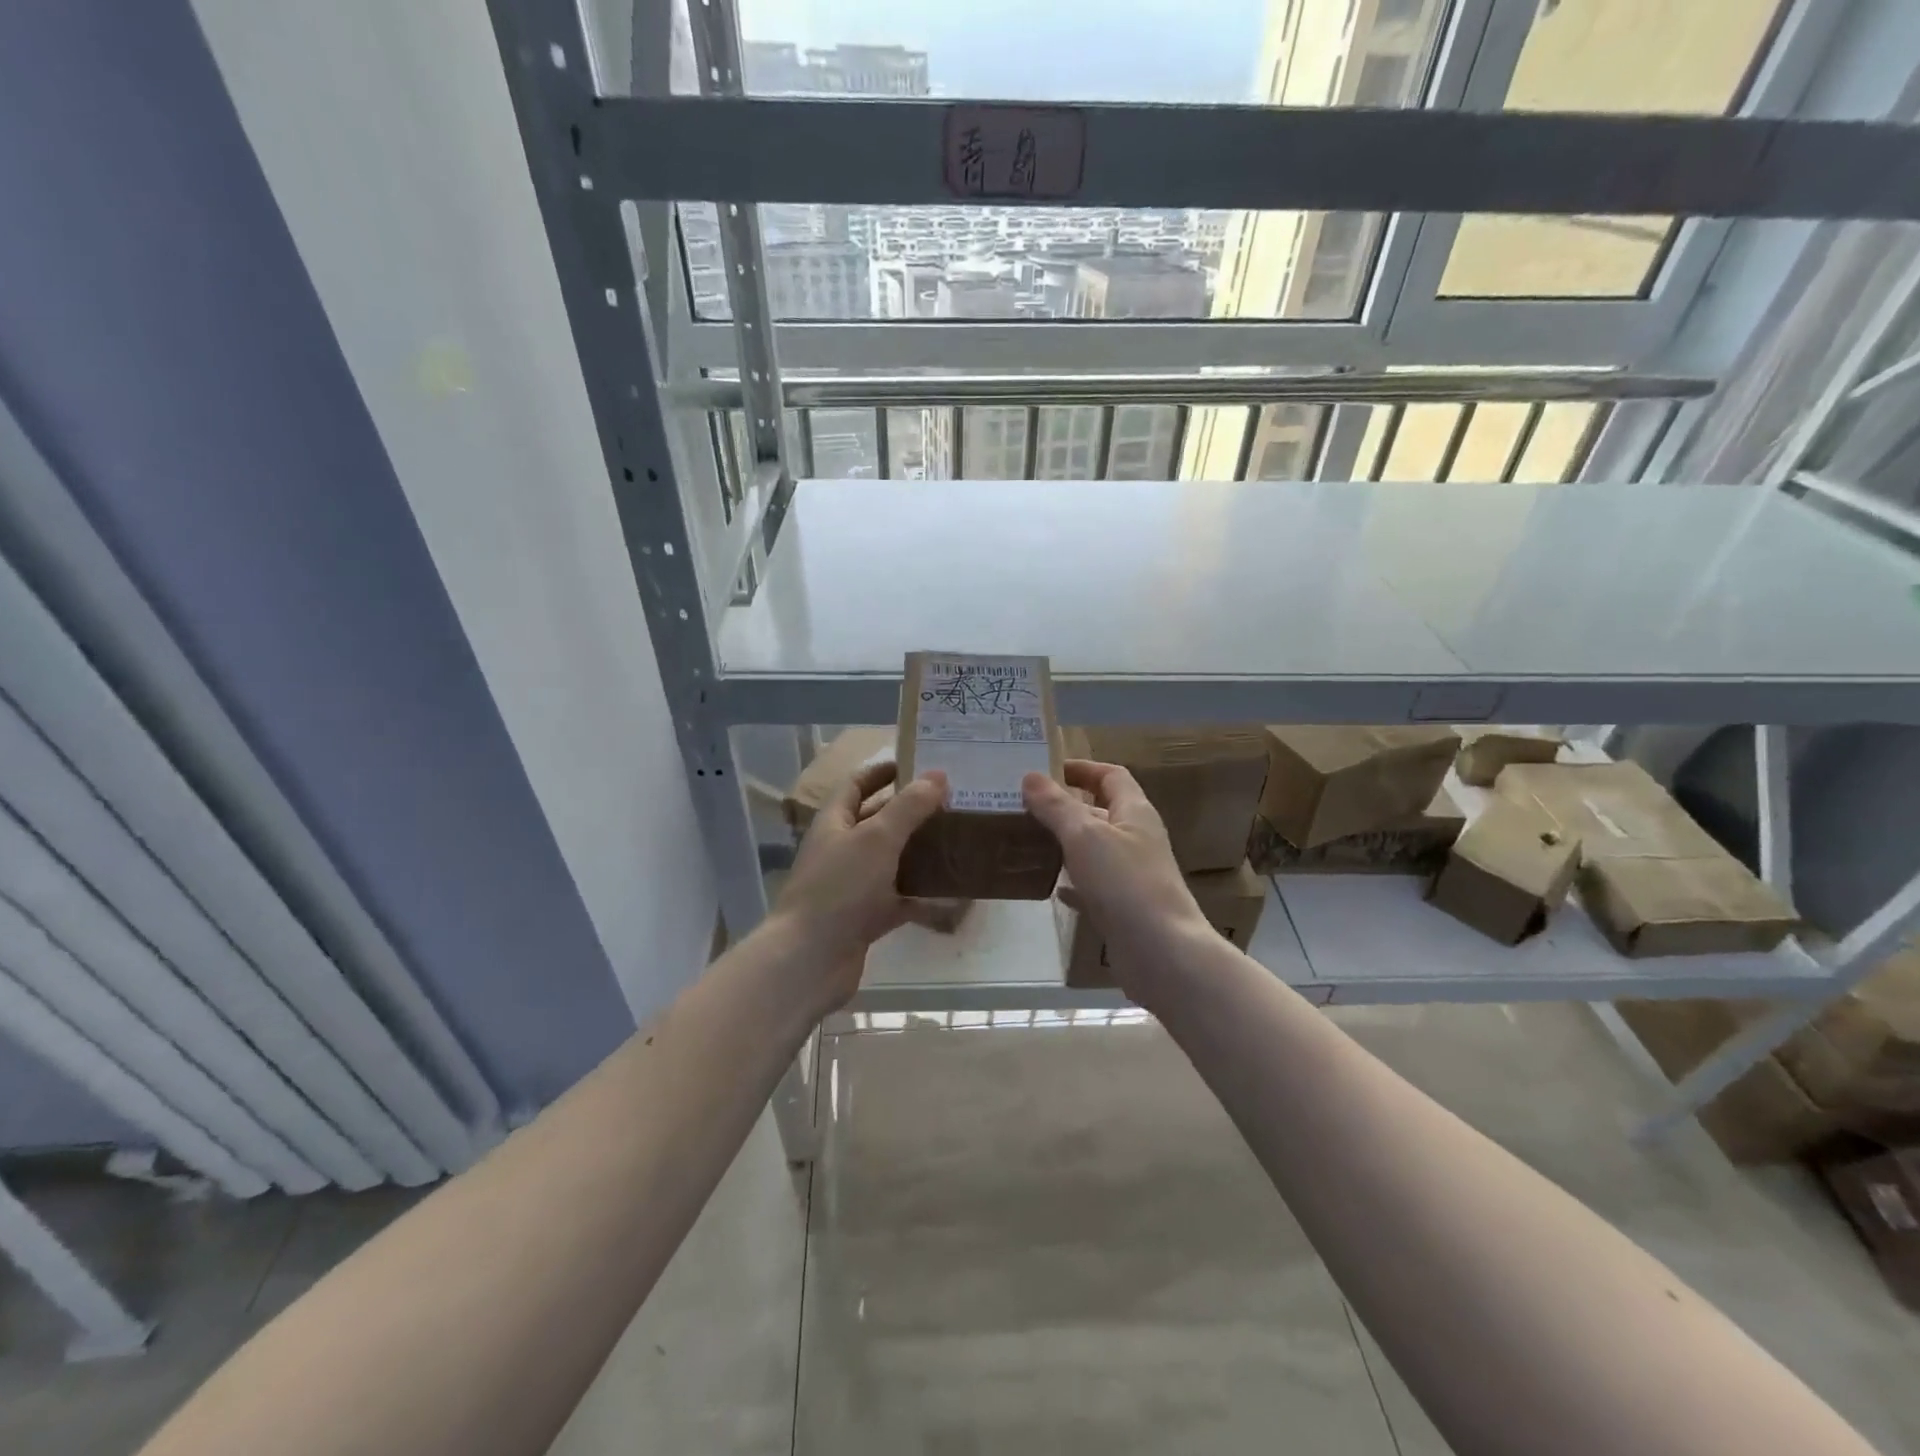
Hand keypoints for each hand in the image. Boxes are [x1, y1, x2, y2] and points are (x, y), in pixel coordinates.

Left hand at [770, 760, 946, 1014]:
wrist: (810, 960)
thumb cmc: (840, 889)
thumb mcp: (877, 838)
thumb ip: (908, 807)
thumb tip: (938, 776)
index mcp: (835, 822)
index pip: (858, 784)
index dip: (884, 771)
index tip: (920, 763)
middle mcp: (843, 849)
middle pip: (879, 821)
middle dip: (913, 810)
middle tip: (955, 802)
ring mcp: (854, 885)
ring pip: (894, 860)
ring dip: (923, 851)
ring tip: (962, 839)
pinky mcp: (867, 917)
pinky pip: (901, 898)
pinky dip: (926, 896)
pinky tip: (957, 892)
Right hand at [1023, 760, 1210, 1003]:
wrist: (1162, 953)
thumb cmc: (1125, 883)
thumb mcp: (1085, 837)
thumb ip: (1056, 807)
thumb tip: (1030, 776)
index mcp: (1135, 812)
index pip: (1111, 776)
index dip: (1083, 768)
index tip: (1049, 768)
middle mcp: (1137, 839)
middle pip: (1101, 812)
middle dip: (1067, 806)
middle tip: (1027, 806)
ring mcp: (1132, 876)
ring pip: (1095, 850)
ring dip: (1067, 843)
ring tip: (1029, 840)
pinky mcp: (1124, 908)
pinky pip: (1094, 886)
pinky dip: (1074, 883)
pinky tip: (1053, 887)